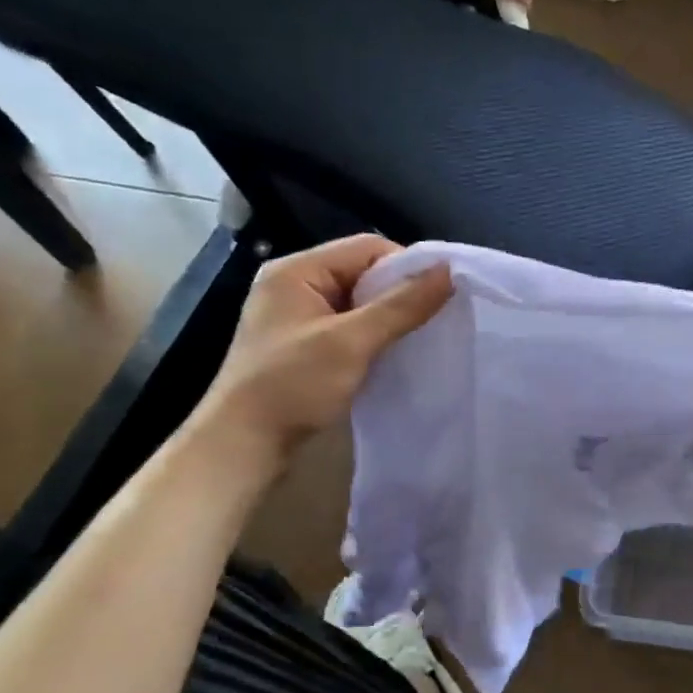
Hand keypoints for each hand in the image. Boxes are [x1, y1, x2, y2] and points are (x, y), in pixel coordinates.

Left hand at [191, 235, 450, 468]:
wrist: (244, 444)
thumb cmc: (293, 385)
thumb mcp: (352, 342)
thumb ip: (402, 305)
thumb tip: (448, 271)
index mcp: (297, 270)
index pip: (367, 248)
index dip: (407, 267)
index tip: (440, 296)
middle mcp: (295, 285)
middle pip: (364, 273)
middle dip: (400, 293)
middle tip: (435, 319)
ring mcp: (298, 317)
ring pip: (360, 303)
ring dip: (390, 317)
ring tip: (420, 337)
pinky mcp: (305, 345)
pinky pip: (350, 327)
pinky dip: (374, 337)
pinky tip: (394, 354)